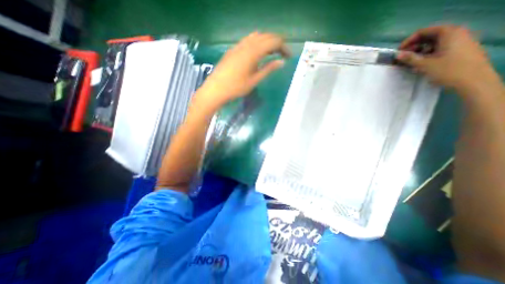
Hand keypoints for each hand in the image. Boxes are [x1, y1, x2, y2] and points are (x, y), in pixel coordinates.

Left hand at [198, 31, 292, 107]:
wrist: (216, 89)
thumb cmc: (236, 88)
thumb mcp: (254, 80)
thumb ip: (268, 69)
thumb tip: (281, 62)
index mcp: (253, 52)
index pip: (273, 42)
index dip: (284, 47)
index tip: (289, 57)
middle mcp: (246, 44)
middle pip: (266, 36)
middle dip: (277, 43)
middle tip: (283, 54)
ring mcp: (238, 46)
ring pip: (257, 37)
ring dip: (267, 42)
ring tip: (271, 53)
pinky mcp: (233, 50)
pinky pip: (248, 40)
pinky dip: (257, 43)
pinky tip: (258, 53)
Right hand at [398, 24, 499, 91]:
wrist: (473, 81)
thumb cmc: (448, 70)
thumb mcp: (425, 64)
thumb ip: (409, 58)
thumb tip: (397, 55)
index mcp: (449, 33)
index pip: (424, 31)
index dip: (409, 41)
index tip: (399, 52)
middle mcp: (456, 33)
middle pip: (429, 36)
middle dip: (414, 47)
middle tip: (403, 58)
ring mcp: (460, 41)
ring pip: (435, 43)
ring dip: (420, 51)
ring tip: (410, 62)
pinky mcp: (460, 50)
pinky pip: (441, 48)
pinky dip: (429, 54)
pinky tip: (422, 64)